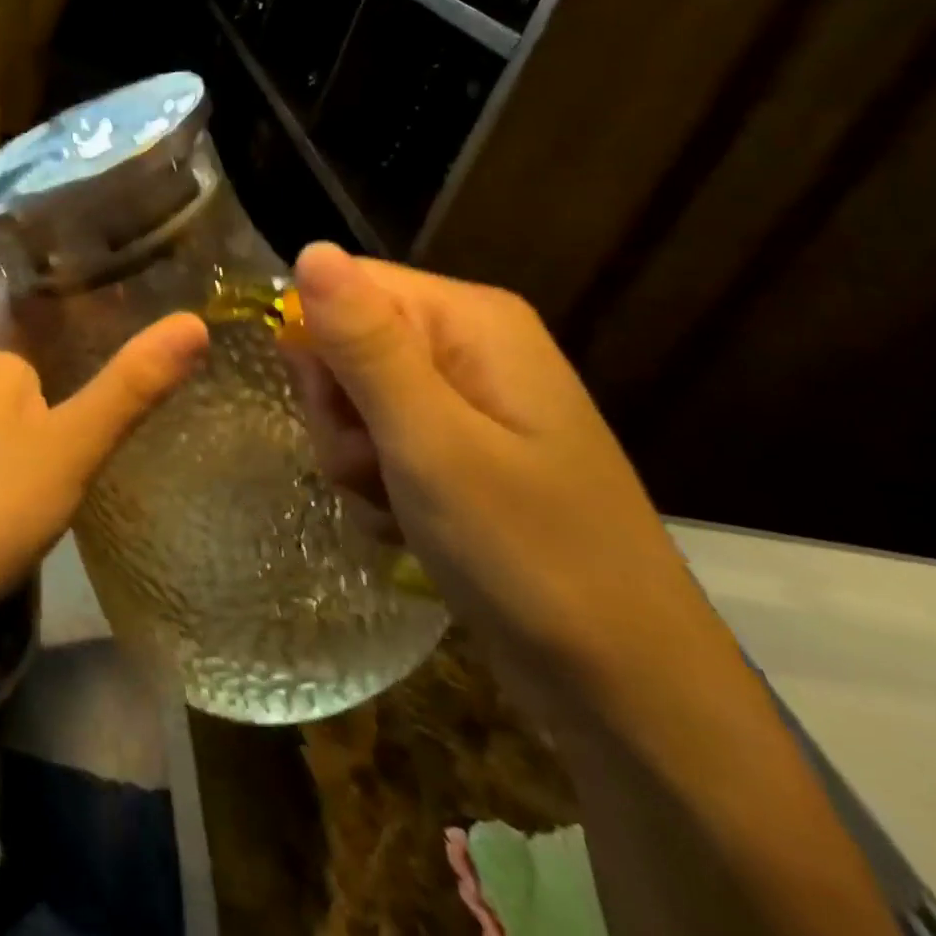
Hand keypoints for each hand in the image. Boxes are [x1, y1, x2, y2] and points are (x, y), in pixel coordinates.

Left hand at [0, 276, 208, 656]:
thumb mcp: (69, 442)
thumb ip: (129, 385)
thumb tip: (195, 321)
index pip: (28, 280)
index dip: (69, 254)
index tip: (126, 234)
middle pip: (41, 324)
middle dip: (92, 306)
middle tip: (163, 285)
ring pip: (43, 369)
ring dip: (86, 354)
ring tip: (150, 336)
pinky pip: (42, 410)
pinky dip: (76, 399)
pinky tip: (112, 409)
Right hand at [286, 243, 721, 713]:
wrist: (625, 687)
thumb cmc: (527, 553)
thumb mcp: (429, 442)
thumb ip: (364, 344)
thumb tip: (310, 249)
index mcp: (471, 319)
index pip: (347, 285)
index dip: (318, 343)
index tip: (330, 409)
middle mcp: (469, 345)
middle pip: (346, 342)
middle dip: (338, 411)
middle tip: (372, 465)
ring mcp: (467, 399)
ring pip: (354, 398)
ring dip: (353, 455)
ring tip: (394, 504)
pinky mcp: (461, 447)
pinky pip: (381, 439)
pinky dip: (377, 482)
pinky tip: (406, 524)